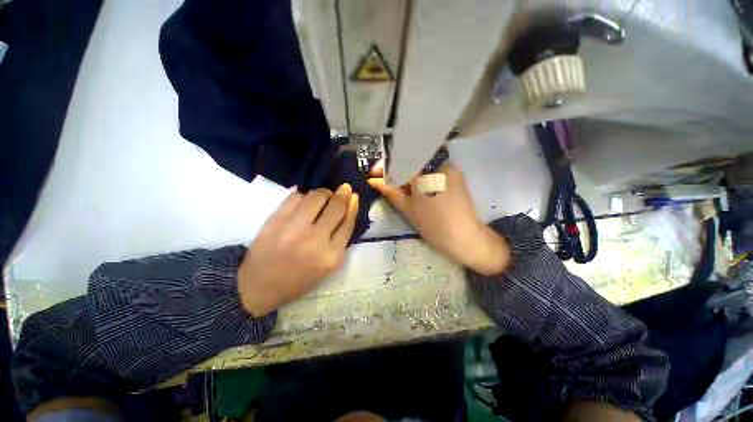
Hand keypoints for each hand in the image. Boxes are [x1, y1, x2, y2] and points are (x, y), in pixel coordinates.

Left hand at [238, 184, 358, 315]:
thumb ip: (340, 240)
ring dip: (324, 193)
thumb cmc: (299, 279)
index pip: (348, 222)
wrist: (259, 286)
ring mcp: (294, 228)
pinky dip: (304, 196)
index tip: (354, 196)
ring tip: (323, 197)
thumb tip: (348, 210)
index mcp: (331, 255)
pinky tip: (304, 202)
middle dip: (343, 193)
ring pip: (316, 196)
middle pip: (336, 206)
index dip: (353, 206)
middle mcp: (315, 240)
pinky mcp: (275, 220)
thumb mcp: (328, 266)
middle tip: (344, 189)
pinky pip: (295, 197)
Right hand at [368, 164, 508, 275]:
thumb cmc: (434, 225)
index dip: (385, 167)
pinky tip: (416, 188)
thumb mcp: (408, 209)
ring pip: (422, 167)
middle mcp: (439, 164)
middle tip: (385, 181)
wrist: (466, 238)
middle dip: (396, 170)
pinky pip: (433, 171)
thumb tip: (373, 180)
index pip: (400, 162)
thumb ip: (390, 192)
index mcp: (426, 172)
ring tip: (399, 187)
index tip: (374, 174)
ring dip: (409, 174)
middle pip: (411, 162)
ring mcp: (450, 169)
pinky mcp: (457, 176)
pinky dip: (422, 177)